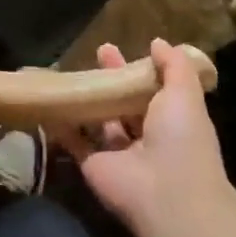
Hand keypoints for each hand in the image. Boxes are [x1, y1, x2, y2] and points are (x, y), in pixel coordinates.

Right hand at [60, 39, 235, 236]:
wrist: (166, 194)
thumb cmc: (181, 138)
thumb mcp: (185, 93)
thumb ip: (173, 66)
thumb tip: (158, 42)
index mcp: (171, 118)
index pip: (151, 88)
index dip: (137, 68)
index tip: (122, 48)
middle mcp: (145, 135)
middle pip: (124, 102)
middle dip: (111, 79)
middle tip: (97, 52)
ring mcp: (118, 152)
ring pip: (99, 120)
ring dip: (87, 99)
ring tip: (69, 71)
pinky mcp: (93, 164)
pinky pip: (75, 141)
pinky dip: (63, 125)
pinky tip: (50, 101)